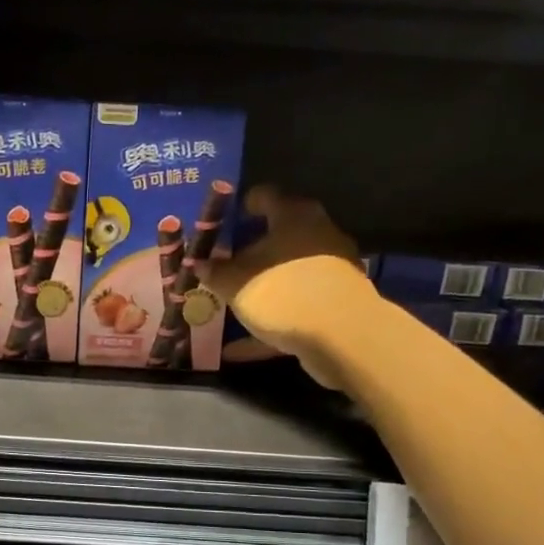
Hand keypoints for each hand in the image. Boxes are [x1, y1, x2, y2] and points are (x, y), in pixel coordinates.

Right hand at [199, 186, 376, 383]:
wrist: (343, 337)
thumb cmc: (284, 292)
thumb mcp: (236, 283)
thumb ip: (215, 272)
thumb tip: (200, 263)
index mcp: (294, 216)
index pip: (264, 196)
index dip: (240, 206)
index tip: (221, 222)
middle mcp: (317, 235)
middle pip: (278, 237)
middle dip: (248, 252)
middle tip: (219, 265)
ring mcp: (329, 271)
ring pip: (285, 275)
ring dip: (258, 289)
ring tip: (226, 305)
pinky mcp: (334, 304)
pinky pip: (292, 310)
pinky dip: (267, 324)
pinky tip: (236, 348)